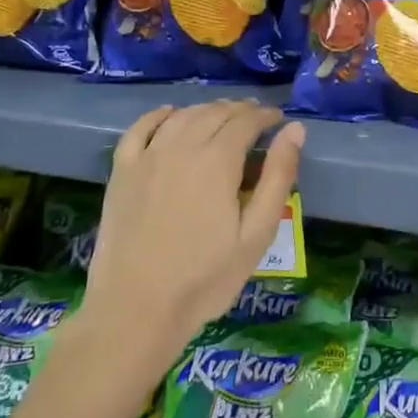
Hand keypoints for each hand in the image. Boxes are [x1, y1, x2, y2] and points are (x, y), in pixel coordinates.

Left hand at [83, 101, 304, 373]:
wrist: (137, 308)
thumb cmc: (205, 278)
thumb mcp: (256, 234)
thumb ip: (277, 178)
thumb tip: (295, 130)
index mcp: (217, 161)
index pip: (246, 121)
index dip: (265, 116)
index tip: (278, 120)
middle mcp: (181, 147)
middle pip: (214, 113)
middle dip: (240, 111)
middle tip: (256, 119)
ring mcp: (147, 157)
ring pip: (181, 116)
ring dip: (206, 110)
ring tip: (222, 117)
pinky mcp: (122, 172)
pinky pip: (140, 128)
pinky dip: (159, 115)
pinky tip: (170, 115)